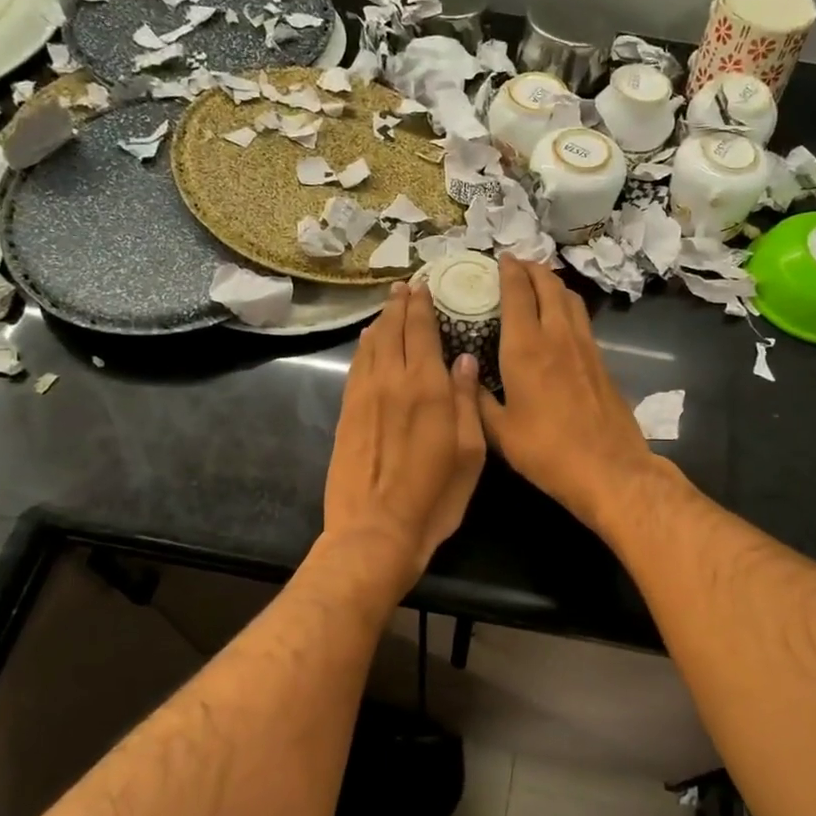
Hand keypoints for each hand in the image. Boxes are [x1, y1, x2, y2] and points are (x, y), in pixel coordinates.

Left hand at [324, 282, 486, 584]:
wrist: (374, 530)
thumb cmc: (433, 498)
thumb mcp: (469, 453)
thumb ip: (467, 402)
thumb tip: (466, 360)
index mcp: (426, 387)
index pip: (421, 331)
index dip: (421, 305)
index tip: (423, 285)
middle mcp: (391, 381)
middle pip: (392, 330)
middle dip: (399, 304)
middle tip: (404, 285)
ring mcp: (364, 396)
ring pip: (370, 344)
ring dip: (381, 321)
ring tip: (389, 305)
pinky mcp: (346, 413)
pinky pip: (356, 367)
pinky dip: (364, 347)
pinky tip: (368, 342)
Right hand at [477, 256, 664, 530]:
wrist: (609, 468)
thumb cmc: (547, 451)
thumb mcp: (499, 432)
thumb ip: (478, 399)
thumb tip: (465, 373)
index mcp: (525, 348)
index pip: (517, 293)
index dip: (508, 271)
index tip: (500, 259)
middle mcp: (556, 336)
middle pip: (548, 285)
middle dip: (532, 268)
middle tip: (517, 264)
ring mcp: (584, 346)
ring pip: (570, 298)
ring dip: (553, 282)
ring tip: (539, 282)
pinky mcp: (601, 360)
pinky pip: (581, 318)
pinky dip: (567, 305)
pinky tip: (560, 317)